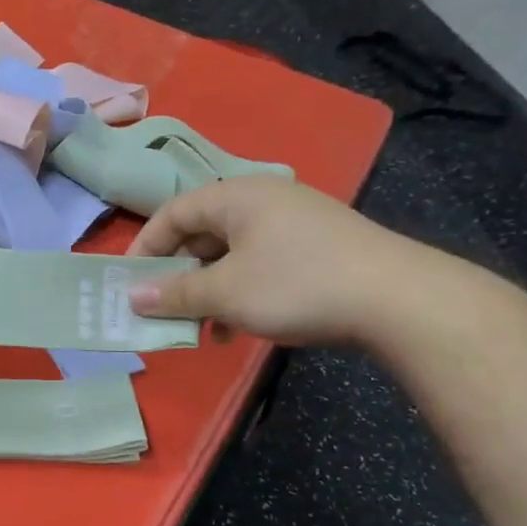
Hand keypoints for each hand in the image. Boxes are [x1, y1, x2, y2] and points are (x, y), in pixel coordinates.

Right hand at [125, 175, 431, 346]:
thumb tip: (132, 297)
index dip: (144, 247)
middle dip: (177, 276)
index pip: (173, 213)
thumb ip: (174, 294)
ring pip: (230, 255)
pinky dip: (240, 293)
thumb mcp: (224, 293)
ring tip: (200, 328)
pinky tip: (237, 329)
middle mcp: (264, 200)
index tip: (129, 284)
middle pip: (201, 234)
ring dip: (207, 291)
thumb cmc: (296, 285)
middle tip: (162, 310)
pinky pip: (260, 265)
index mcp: (237, 196)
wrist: (397, 300)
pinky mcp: (316, 248)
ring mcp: (294, 223)